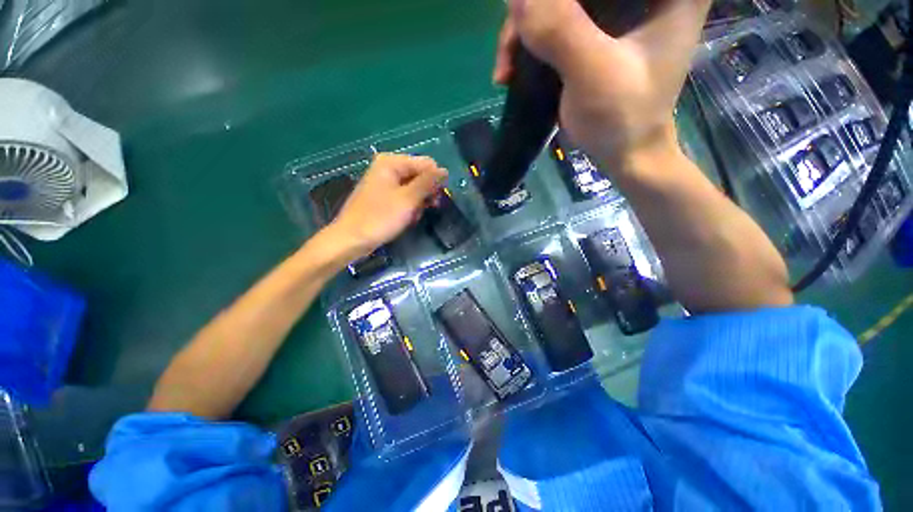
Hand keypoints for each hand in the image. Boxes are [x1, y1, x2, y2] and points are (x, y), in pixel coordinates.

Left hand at [329, 153, 446, 257]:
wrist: (352, 239)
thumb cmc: (380, 217)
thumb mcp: (408, 199)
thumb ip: (427, 182)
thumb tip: (444, 170)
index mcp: (391, 162)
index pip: (426, 164)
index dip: (435, 181)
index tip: (435, 199)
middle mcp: (388, 168)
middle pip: (420, 175)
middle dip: (425, 194)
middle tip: (425, 209)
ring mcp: (385, 183)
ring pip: (414, 189)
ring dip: (418, 204)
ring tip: (412, 217)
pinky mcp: (384, 196)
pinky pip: (405, 197)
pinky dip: (409, 208)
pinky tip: (407, 219)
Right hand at [493, 0, 711, 168]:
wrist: (625, 154)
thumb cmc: (622, 118)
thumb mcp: (593, 73)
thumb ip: (559, 29)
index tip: (526, 16)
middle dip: (534, 11)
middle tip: (509, 50)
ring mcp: (618, 12)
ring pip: (559, 4)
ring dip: (524, 31)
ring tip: (505, 70)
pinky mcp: (597, 33)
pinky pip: (556, 23)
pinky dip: (530, 43)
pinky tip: (513, 68)